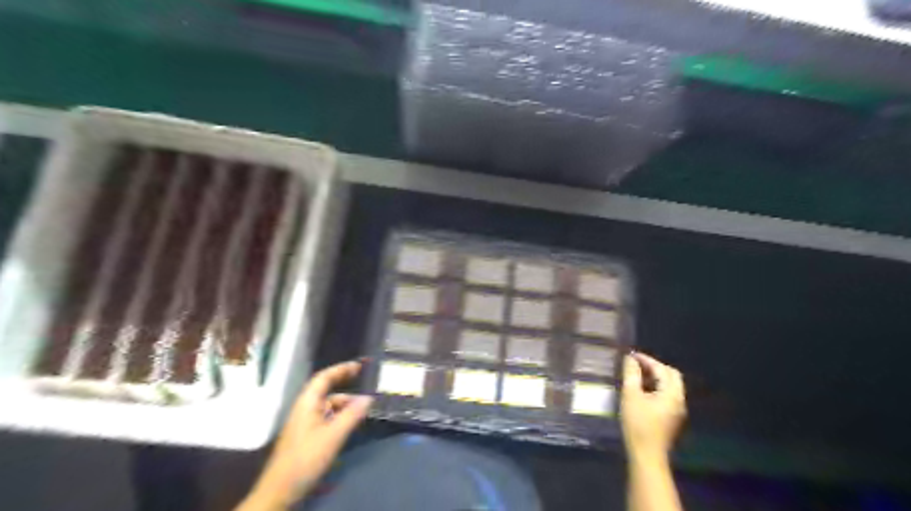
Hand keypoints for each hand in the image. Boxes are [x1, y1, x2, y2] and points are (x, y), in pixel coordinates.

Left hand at [239, 362, 374, 509]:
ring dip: (345, 404)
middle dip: (345, 386)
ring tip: (363, 409)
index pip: (324, 377)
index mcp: (307, 403)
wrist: (280, 490)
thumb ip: (352, 415)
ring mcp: (304, 423)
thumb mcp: (334, 436)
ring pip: (327, 406)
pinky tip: (350, 424)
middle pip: (326, 390)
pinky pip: (325, 418)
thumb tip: (369, 398)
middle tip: (365, 383)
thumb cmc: (306, 458)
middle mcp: (304, 409)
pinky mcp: (306, 436)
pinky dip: (339, 416)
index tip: (359, 366)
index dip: (341, 369)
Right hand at [623, 353, 686, 460]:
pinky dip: (656, 387)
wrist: (646, 455)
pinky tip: (642, 390)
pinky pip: (667, 395)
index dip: (646, 359)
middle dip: (654, 366)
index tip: (630, 355)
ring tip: (637, 374)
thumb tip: (630, 358)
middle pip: (671, 375)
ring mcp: (677, 410)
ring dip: (656, 377)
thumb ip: (631, 374)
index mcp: (671, 393)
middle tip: (636, 364)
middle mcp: (679, 399)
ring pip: (670, 385)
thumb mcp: (631, 396)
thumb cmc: (638, 424)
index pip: (662, 369)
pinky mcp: (672, 418)